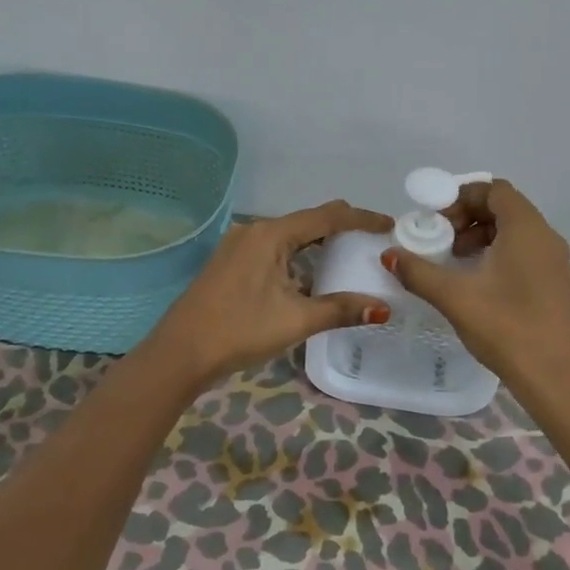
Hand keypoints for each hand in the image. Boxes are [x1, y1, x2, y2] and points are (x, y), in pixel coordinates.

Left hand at [144, 201, 393, 387]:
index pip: (327, 216)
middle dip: (342, 227)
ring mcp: (239, 244)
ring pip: (290, 235)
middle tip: (372, 241)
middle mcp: (255, 230)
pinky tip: (310, 273)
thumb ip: (341, 309)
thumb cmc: (239, 331)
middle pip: (308, 220)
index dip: (361, 218)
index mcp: (271, 234)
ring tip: (348, 256)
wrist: (180, 353)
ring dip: (318, 242)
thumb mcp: (295, 320)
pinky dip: (298, 254)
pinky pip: (274, 247)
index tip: (389, 224)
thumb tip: (383, 308)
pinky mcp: (231, 261)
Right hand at [382, 179, 569, 390]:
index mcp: (526, 229)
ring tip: (454, 261)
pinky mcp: (554, 281)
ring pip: (513, 230)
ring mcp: (554, 260)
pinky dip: (497, 253)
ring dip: (480, 236)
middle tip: (441, 240)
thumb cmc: (506, 327)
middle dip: (468, 216)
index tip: (436, 220)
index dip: (462, 196)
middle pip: (504, 207)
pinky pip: (524, 250)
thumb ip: (419, 272)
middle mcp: (545, 236)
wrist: (554, 376)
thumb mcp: (455, 297)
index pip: (494, 189)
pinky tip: (476, 281)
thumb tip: (389, 255)